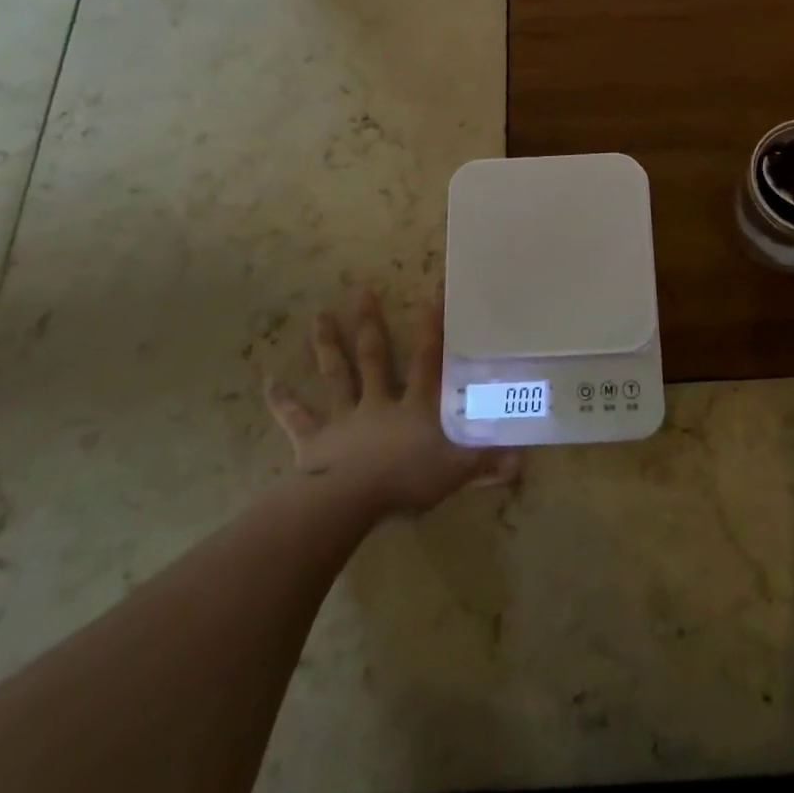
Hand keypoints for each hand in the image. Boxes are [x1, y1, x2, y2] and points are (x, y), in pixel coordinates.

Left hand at [266, 288, 519, 519]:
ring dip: (327, 346)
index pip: (429, 358)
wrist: (348, 503)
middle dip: (370, 322)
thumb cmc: (405, 482)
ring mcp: (344, 418)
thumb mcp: (455, 472)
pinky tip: (269, 383)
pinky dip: (284, 401)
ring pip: (337, 375)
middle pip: (375, 356)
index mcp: (414, 406)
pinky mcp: (316, 440)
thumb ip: (487, 461)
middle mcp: (378, 402)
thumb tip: (524, 458)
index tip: (434, 289)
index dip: (434, 325)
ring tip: (319, 316)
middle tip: (360, 289)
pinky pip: (299, 418)